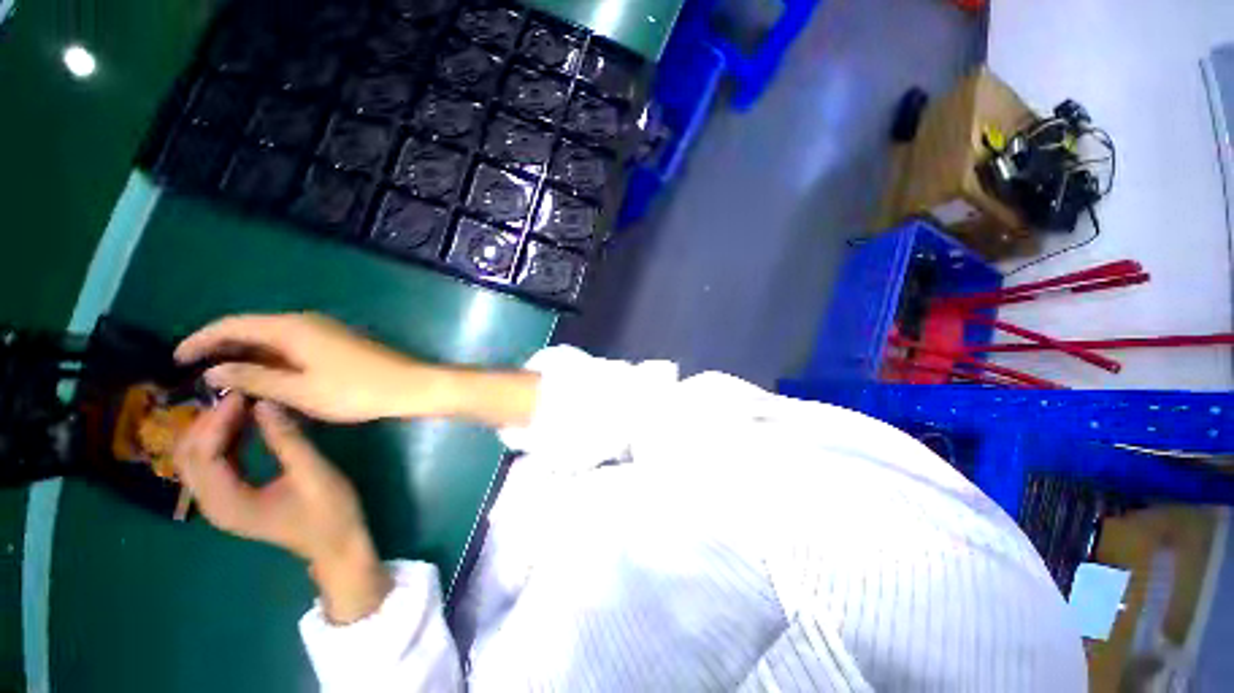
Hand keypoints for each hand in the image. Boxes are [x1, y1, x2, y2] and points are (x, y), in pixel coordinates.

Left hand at [174, 394, 390, 622]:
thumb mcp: (314, 474)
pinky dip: (224, 439)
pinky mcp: (231, 497)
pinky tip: (246, 424)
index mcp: (227, 503)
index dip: (217, 420)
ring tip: (243, 403)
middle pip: (190, 455)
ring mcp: (219, 502)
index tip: (243, 392)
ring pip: (198, 457)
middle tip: (241, 394)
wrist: (337, 544)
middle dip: (209, 421)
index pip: (204, 454)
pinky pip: (214, 463)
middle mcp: (212, 503)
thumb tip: (266, 403)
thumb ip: (288, 440)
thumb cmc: (330, 512)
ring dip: (214, 428)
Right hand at [175, 313, 448, 422]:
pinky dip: (271, 360)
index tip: (176, 359)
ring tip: (222, 380)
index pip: (232, 325)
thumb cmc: (356, 390)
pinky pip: (292, 347)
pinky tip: (263, 379)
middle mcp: (305, 322)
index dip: (200, 340)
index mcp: (291, 328)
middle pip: (251, 329)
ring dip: (246, 356)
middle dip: (221, 349)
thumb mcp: (299, 391)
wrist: (409, 385)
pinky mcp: (336, 343)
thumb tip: (213, 370)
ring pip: (272, 339)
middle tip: (195, 374)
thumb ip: (254, 378)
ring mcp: (323, 332)